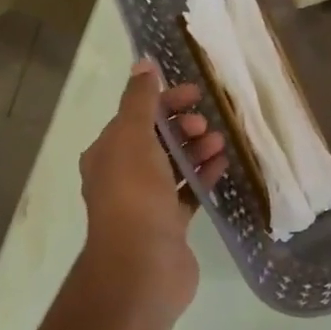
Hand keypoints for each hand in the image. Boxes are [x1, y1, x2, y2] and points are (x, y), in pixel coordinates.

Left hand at [78, 59, 228, 314]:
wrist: (141, 266)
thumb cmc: (134, 196)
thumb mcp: (133, 138)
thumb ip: (139, 100)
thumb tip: (142, 64)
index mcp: (108, 153)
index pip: (136, 115)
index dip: (165, 100)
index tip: (196, 94)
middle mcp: (123, 175)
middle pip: (156, 139)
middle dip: (183, 126)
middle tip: (206, 124)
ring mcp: (146, 202)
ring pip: (173, 165)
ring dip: (196, 149)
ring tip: (221, 144)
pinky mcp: (168, 224)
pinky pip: (188, 192)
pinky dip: (203, 176)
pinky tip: (223, 166)